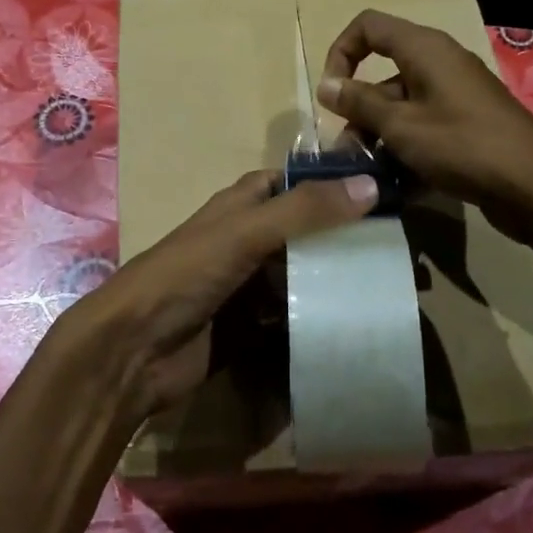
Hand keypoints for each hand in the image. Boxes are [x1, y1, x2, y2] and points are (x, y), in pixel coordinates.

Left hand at [53, 170, 378, 418]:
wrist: (133, 351)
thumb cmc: (184, 275)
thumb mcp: (244, 233)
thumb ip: (304, 211)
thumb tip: (371, 184)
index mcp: (240, 206)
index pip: (291, 182)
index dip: (329, 181)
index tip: (382, 188)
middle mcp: (247, 240)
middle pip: (304, 231)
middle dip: (344, 236)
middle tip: (399, 247)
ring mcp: (248, 285)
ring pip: (302, 274)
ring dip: (337, 279)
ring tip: (390, 285)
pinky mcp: (251, 326)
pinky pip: (293, 316)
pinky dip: (319, 316)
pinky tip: (356, 323)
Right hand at [317, 9, 532, 250]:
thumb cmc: (462, 145)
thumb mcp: (401, 125)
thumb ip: (359, 103)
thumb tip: (325, 85)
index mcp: (424, 49)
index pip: (368, 27)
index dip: (341, 52)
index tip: (331, 92)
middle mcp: (439, 63)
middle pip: (382, 74)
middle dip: (359, 111)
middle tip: (348, 150)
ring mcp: (455, 95)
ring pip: (401, 107)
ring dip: (379, 136)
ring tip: (370, 174)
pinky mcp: (466, 124)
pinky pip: (424, 127)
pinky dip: (406, 148)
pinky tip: (398, 184)